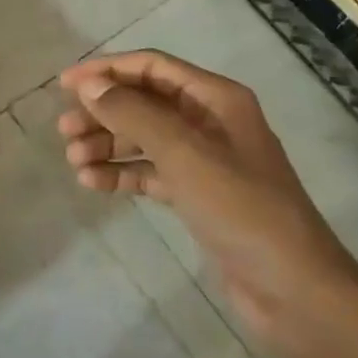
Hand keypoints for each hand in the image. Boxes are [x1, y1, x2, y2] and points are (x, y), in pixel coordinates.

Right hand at [57, 50, 357, 357]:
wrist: (293, 290)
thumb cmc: (240, 208)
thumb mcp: (184, 154)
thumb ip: (134, 114)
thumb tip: (89, 85)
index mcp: (215, 99)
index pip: (152, 68)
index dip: (107, 70)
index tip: (65, 84)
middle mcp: (210, 121)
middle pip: (145, 102)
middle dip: (104, 112)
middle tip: (65, 131)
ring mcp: (205, 161)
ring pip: (145, 138)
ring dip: (109, 144)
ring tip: (74, 161)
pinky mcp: (198, 196)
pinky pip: (151, 172)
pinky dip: (123, 173)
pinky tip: (93, 183)